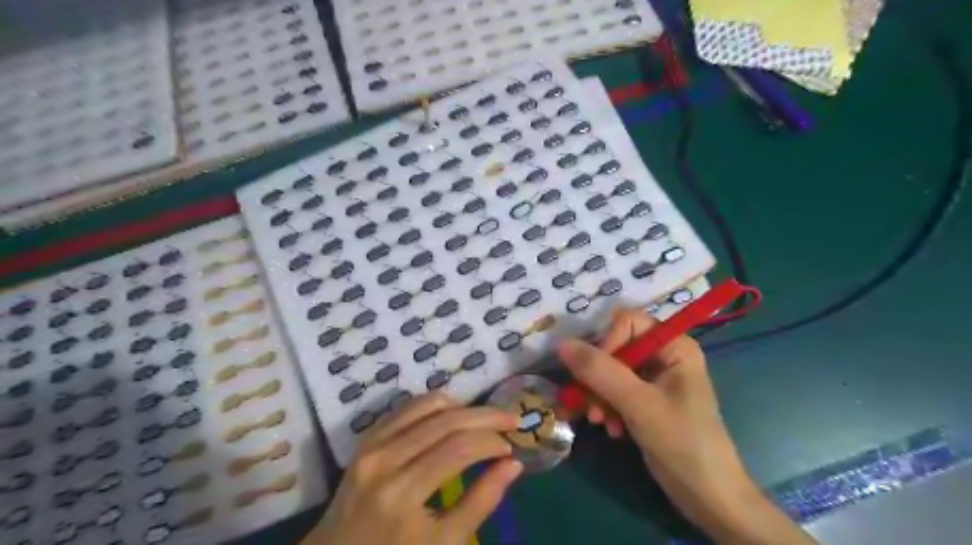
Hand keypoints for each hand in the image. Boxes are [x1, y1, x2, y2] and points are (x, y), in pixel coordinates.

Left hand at [307, 392, 529, 543]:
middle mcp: (385, 459)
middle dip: (485, 416)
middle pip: (446, 421)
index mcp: (402, 493)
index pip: (458, 449)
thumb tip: (513, 464)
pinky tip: (453, 415)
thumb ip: (481, 502)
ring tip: (484, 419)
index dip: (491, 441)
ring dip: (462, 406)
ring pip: (427, 405)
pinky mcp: (367, 437)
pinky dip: (435, 405)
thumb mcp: (443, 544)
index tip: (511, 447)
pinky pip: (407, 408)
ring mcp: (372, 444)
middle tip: (511, 418)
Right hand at [558, 307, 813, 544]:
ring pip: (610, 371)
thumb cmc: (682, 443)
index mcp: (674, 345)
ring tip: (600, 421)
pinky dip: (608, 407)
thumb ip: (599, 371)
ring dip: (599, 396)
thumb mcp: (638, 404)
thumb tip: (561, 343)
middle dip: (598, 378)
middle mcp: (664, 355)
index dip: (607, 345)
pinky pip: (615, 390)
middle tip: (590, 406)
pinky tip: (612, 430)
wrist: (708, 497)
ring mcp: (655, 378)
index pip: (626, 323)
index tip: (596, 376)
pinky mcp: (646, 399)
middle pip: (615, 348)